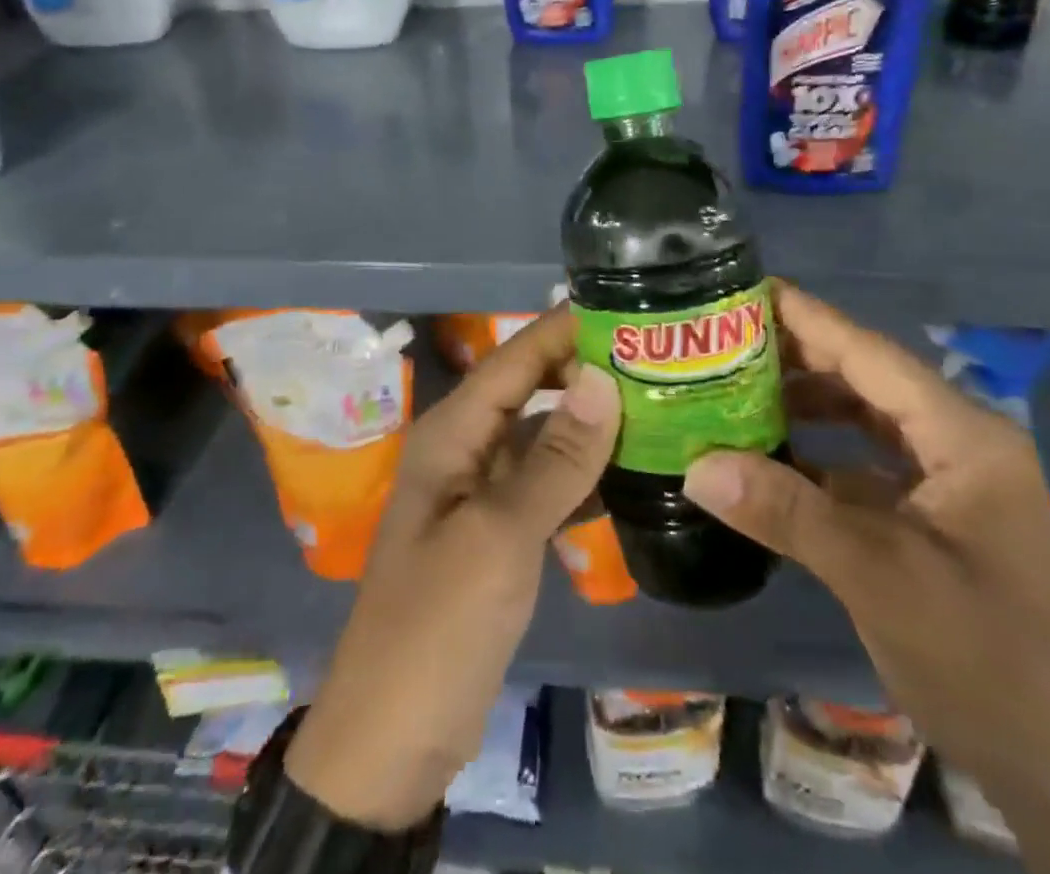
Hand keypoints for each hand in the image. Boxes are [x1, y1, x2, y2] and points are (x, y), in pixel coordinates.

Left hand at [286, 307, 619, 829]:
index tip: (629, 307)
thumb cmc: (437, 627)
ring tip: (659, 401)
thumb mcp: (499, 537)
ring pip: (544, 435)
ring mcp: (483, 491)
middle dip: (585, 368)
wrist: (390, 742)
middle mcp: (466, 447)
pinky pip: (549, 482)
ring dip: (592, 419)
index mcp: (453, 432)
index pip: (516, 357)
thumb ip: (555, 458)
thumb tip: (603, 378)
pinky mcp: (500, 531)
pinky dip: (586, 471)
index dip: (566, 327)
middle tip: (656, 356)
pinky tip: (634, 469)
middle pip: (531, 388)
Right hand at [684, 283, 1049, 873]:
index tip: (746, 287)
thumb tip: (696, 467)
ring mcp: (952, 485)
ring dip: (807, 406)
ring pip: (867, 422)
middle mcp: (961, 445)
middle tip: (725, 338)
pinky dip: (821, 457)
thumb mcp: (881, 579)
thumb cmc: (989, 662)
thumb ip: (789, 514)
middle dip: (798, 357)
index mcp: (964, 436)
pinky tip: (772, 462)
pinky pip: (868, 467)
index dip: (808, 317)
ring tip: (737, 391)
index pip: (871, 354)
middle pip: (867, 380)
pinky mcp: (938, 522)